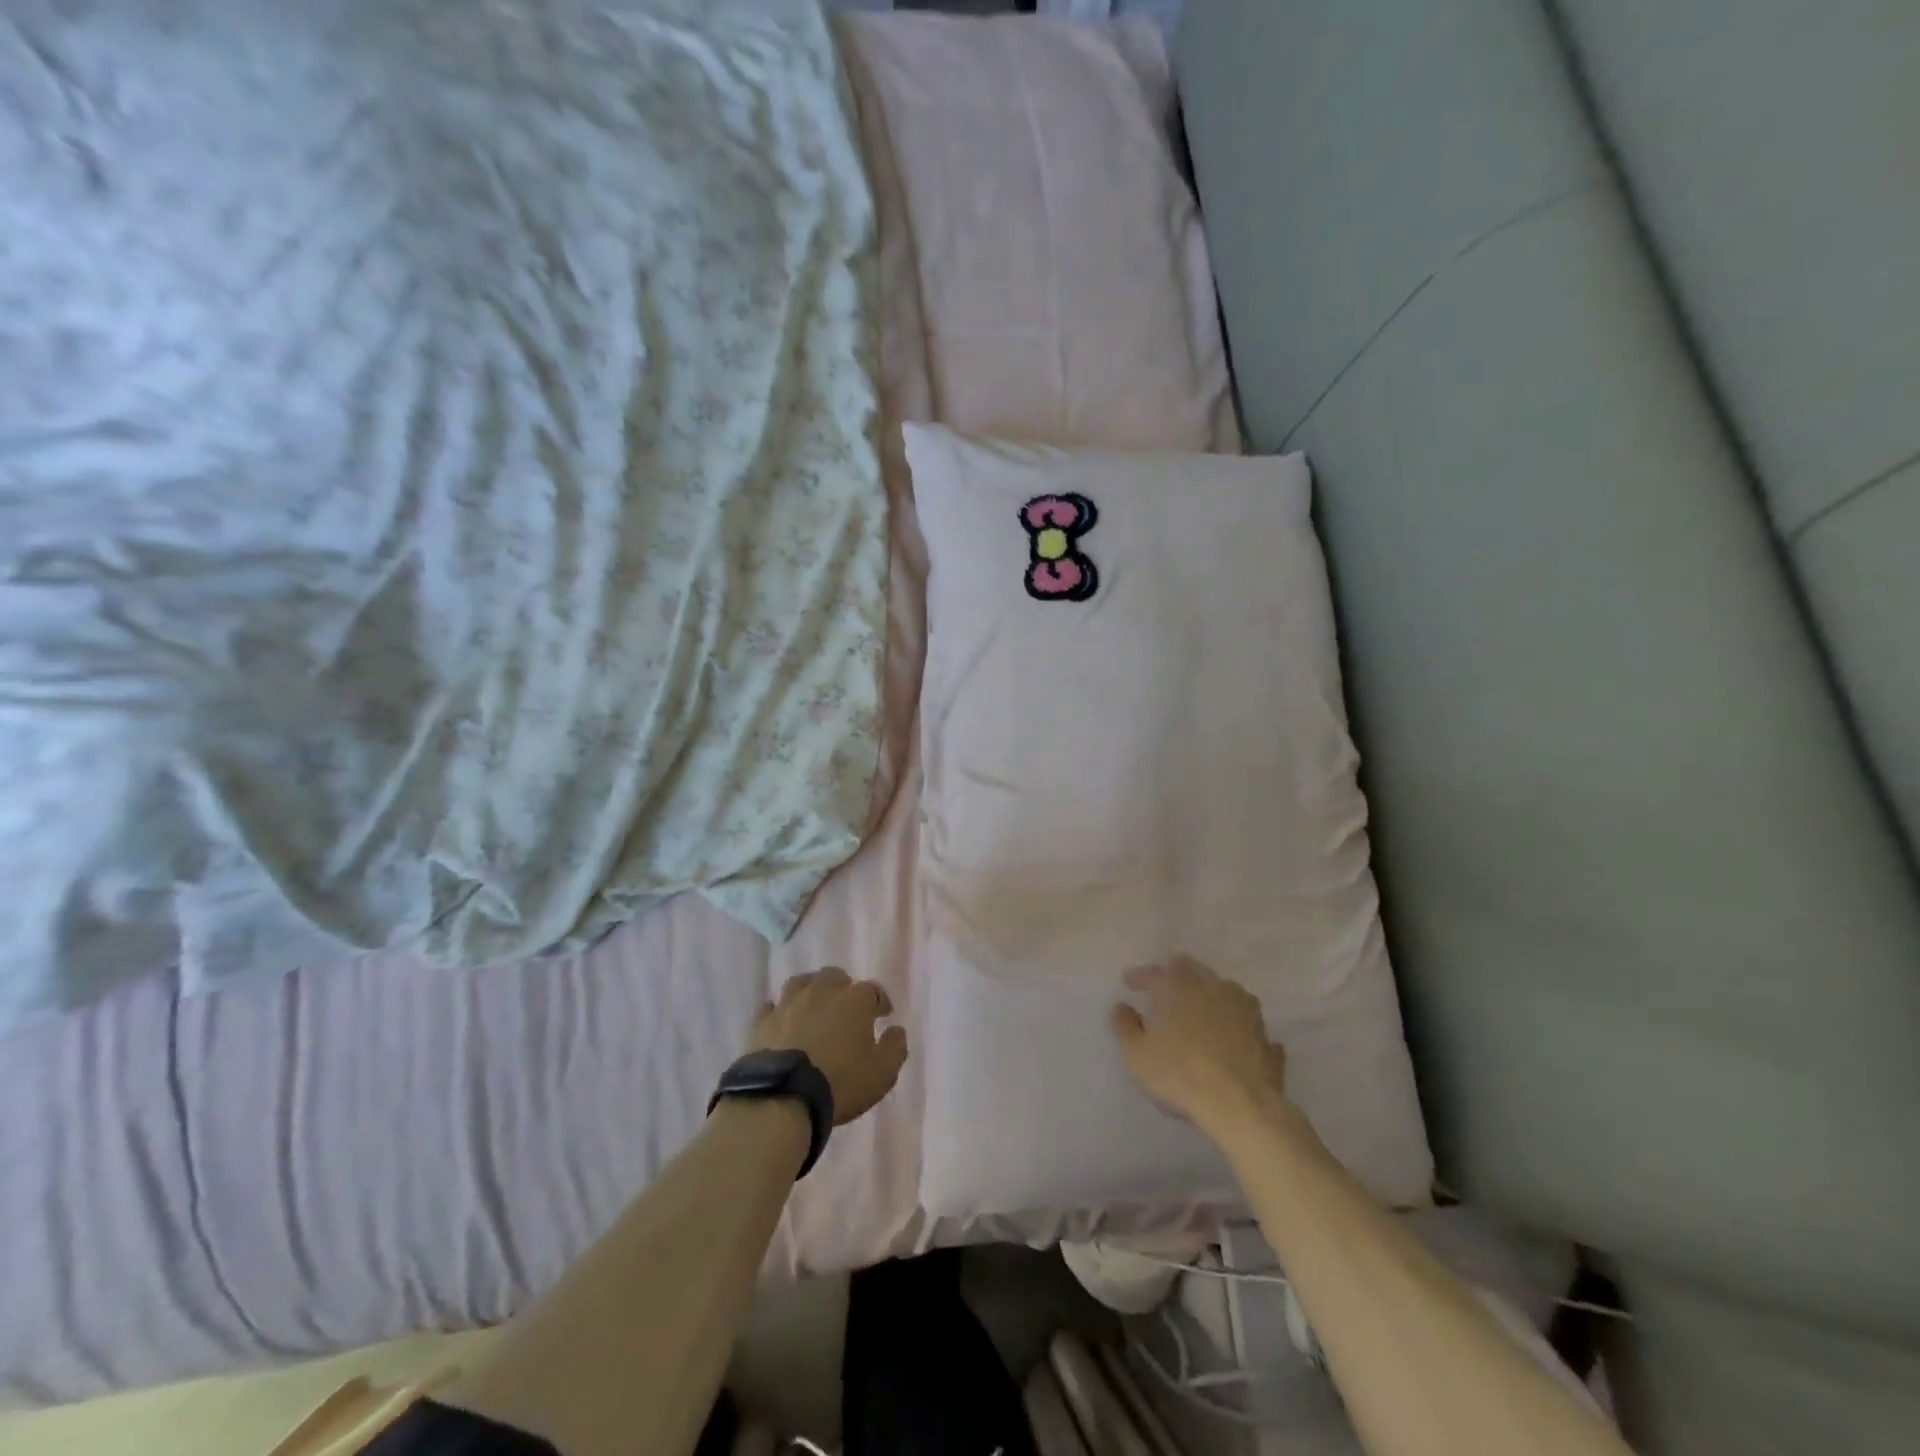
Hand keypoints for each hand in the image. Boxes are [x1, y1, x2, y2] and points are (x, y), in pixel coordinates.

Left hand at [750, 967, 907, 1125]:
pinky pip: (772, 1006)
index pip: (873, 990)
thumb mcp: (882, 1072)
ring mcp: (789, 1003)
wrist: (783, 1096)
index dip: (880, 1001)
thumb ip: (895, 1047)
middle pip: (835, 977)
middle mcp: (822, 991)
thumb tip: (896, 1030)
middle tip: (846, 1007)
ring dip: (811, 990)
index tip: (883, 1015)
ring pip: (802, 983)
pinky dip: (780, 1010)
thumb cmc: (840, 1082)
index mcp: (855, 1000)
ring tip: (813, 1005)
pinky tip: (782, 1020)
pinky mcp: (763, 1021)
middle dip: (843, 988)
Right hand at [1111, 957, 1288, 1131]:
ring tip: (1204, 1005)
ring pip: (1226, 990)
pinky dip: (1240, 1024)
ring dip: (1212, 993)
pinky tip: (1238, 1034)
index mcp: (1178, 988)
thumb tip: (1122, 1007)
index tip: (1129, 982)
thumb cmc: (1179, 1074)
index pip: (1155, 973)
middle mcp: (1213, 989)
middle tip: (1167, 982)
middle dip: (1178, 973)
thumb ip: (1125, 1026)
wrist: (1240, 1105)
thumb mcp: (1137, 1054)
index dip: (1140, 976)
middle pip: (1194, 970)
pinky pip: (1250, 1023)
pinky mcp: (1265, 1037)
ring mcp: (1245, 1011)